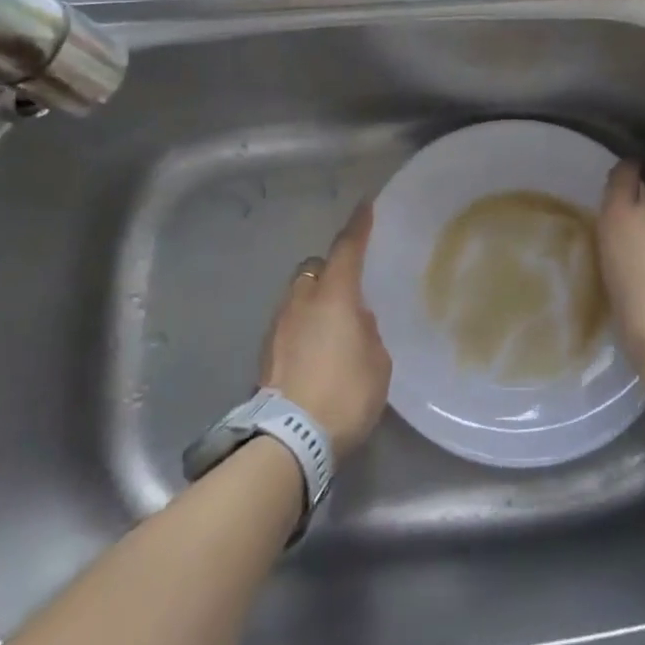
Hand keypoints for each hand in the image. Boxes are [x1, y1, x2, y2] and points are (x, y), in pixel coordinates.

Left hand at [260, 203, 390, 462]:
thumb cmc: (345, 394)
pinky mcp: (266, 352)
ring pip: (298, 296)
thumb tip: (356, 321)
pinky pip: (289, 324)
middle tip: (348, 287)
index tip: (364, 206)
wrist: (291, 438)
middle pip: (314, 269)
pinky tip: (316, 350)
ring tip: (333, 324)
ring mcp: (279, 325)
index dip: (358, 226)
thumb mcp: (377, 363)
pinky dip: (303, 327)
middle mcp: (302, 301)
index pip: (347, 249)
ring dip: (314, 301)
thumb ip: (368, 332)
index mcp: (334, 296)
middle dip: (329, 270)